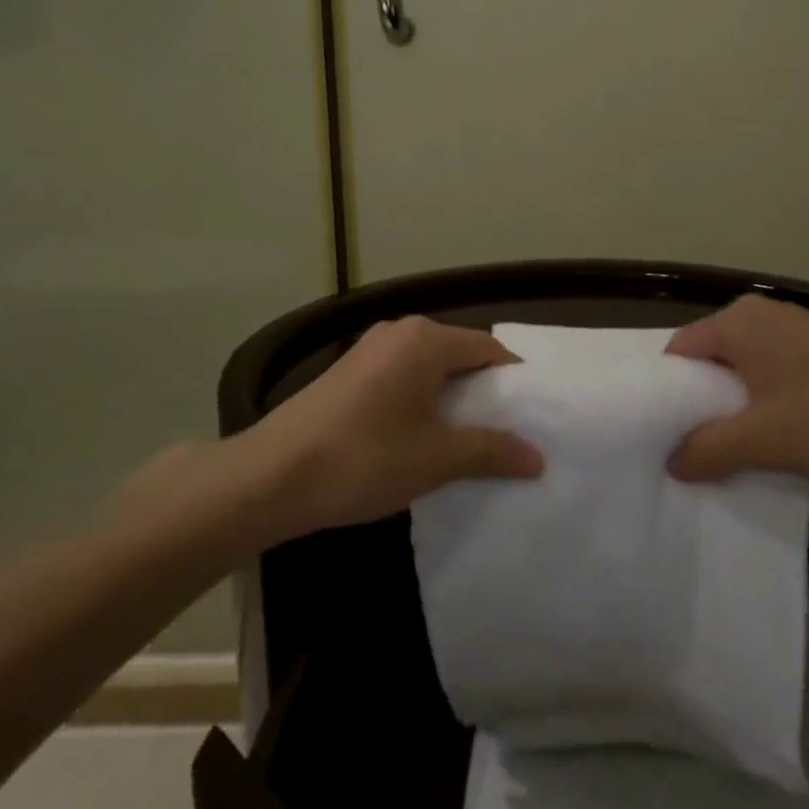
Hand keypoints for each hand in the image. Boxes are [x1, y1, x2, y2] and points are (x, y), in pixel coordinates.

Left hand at [247, 315, 542, 536]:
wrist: (270, 476)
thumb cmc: (363, 458)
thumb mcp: (435, 458)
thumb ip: (491, 451)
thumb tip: (538, 457)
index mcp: (425, 339)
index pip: (489, 349)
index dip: (514, 383)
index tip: (532, 418)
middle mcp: (399, 332)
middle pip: (459, 355)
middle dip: (484, 394)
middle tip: (507, 435)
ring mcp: (370, 349)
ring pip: (430, 368)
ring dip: (452, 401)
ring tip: (468, 443)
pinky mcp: (349, 372)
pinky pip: (403, 377)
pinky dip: (422, 402)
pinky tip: (422, 439)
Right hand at [665, 295, 808, 483]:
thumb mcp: (764, 440)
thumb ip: (708, 450)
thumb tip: (672, 462)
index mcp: (736, 322)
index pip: (677, 354)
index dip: (666, 396)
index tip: (663, 437)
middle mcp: (760, 315)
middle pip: (710, 361)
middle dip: (702, 407)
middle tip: (695, 453)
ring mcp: (797, 330)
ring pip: (745, 371)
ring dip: (738, 411)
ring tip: (736, 454)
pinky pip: (776, 375)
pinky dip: (768, 405)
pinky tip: (781, 440)